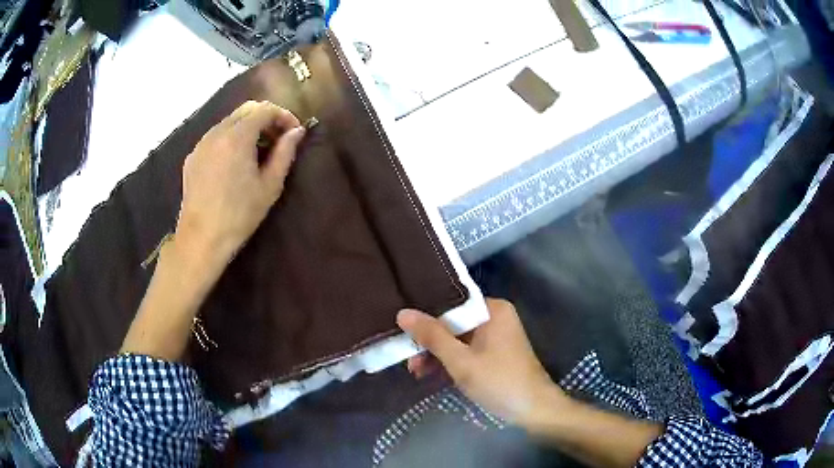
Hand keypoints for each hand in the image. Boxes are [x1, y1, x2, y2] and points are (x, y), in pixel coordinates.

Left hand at [176, 101, 305, 266]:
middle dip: (266, 118)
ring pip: (229, 122)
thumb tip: (298, 131)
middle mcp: (217, 132)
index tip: (294, 132)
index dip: (284, 116)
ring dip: (248, 128)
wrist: (201, 239)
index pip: (265, 109)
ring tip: (258, 152)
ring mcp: (201, 144)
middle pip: (246, 110)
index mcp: (238, 137)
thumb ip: (285, 153)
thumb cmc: (240, 215)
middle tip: (278, 139)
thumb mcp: (270, 185)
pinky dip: (230, 139)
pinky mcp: (192, 157)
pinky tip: (235, 163)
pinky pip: (215, 137)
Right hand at [397, 298, 569, 427]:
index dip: (425, 319)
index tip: (404, 334)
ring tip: (416, 372)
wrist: (534, 409)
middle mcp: (495, 316)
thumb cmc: (498, 381)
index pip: (450, 305)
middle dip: (430, 342)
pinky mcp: (496, 352)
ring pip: (458, 338)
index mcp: (492, 309)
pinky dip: (452, 361)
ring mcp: (496, 335)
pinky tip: (433, 373)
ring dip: (438, 354)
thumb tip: (403, 313)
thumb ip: (432, 336)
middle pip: (453, 323)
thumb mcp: (460, 360)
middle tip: (409, 360)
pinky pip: (467, 349)